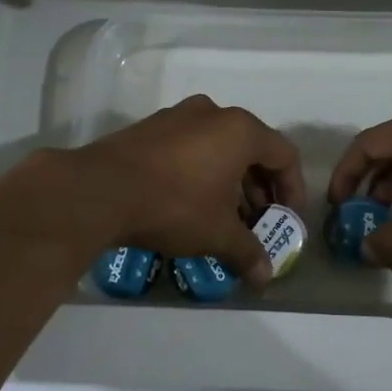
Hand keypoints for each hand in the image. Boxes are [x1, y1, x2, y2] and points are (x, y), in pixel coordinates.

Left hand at [69, 96, 305, 285]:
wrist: (99, 190)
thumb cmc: (174, 205)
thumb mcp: (218, 234)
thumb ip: (248, 252)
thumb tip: (265, 277)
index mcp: (240, 130)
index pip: (284, 155)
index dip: (292, 190)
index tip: (286, 219)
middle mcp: (213, 113)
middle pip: (252, 148)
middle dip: (259, 188)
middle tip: (257, 221)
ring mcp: (178, 116)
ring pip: (218, 147)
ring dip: (230, 181)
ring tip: (224, 216)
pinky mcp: (150, 127)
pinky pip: (190, 146)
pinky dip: (201, 171)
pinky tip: (189, 203)